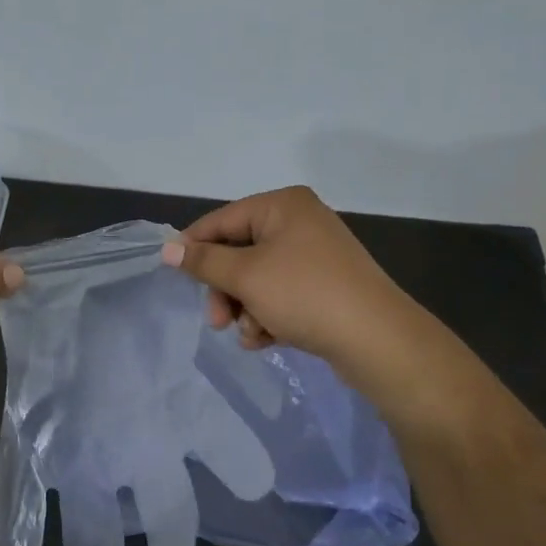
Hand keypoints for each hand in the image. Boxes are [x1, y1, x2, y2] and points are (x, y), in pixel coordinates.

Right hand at [159, 185, 407, 372]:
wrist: (378, 340)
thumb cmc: (305, 294)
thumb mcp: (246, 276)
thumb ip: (203, 261)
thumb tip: (166, 249)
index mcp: (282, 205)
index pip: (222, 220)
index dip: (194, 247)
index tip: (173, 274)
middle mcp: (299, 222)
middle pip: (239, 252)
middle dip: (225, 290)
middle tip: (216, 321)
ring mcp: (315, 255)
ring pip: (257, 279)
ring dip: (245, 308)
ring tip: (251, 334)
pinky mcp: (324, 286)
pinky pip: (280, 295)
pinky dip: (268, 316)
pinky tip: (266, 340)